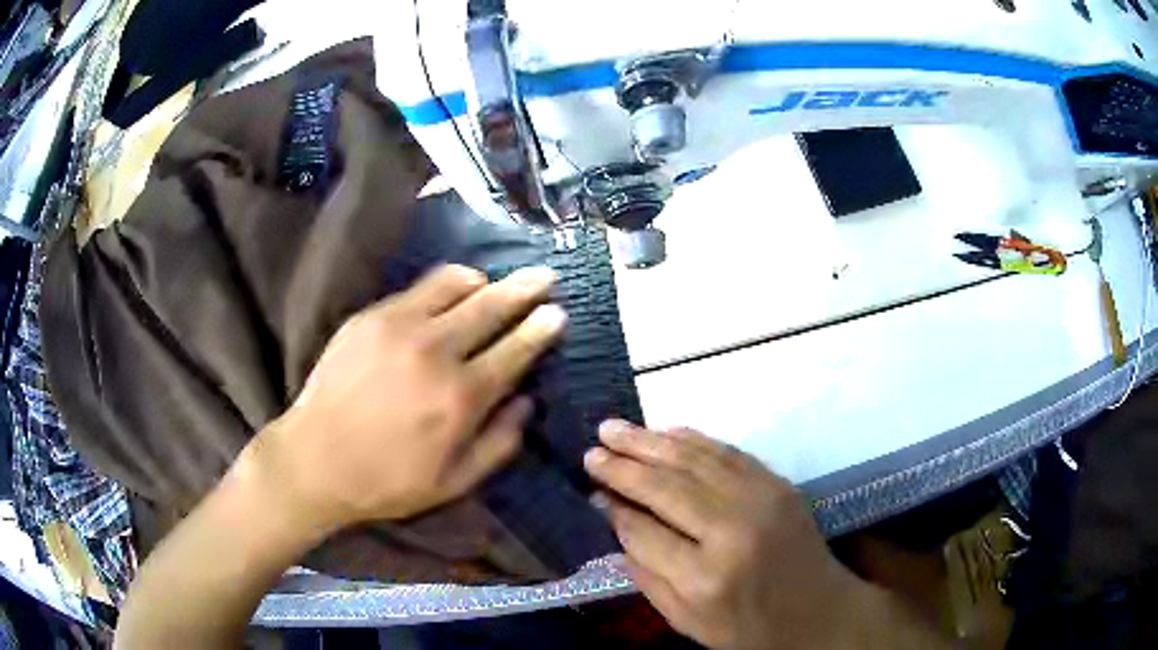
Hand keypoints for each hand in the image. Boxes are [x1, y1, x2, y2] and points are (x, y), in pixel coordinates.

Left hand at [248, 264, 565, 532]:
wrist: (315, 459)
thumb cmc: (387, 480)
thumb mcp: (454, 482)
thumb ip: (499, 443)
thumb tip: (527, 402)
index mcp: (460, 397)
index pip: (516, 348)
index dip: (542, 327)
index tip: (558, 312)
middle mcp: (435, 350)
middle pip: (493, 304)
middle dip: (526, 287)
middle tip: (545, 276)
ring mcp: (399, 325)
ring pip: (456, 282)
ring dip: (484, 281)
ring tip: (492, 285)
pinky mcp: (370, 316)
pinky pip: (418, 288)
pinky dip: (444, 288)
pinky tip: (446, 298)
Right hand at [583, 423, 879, 649]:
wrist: (819, 610)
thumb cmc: (749, 627)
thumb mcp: (688, 622)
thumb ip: (647, 577)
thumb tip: (616, 524)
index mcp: (705, 577)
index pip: (644, 532)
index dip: (615, 509)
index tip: (593, 491)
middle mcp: (732, 531)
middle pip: (666, 487)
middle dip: (623, 466)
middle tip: (592, 450)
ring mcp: (761, 500)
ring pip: (694, 460)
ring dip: (650, 442)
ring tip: (614, 429)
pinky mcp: (778, 483)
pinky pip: (727, 452)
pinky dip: (692, 439)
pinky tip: (666, 432)